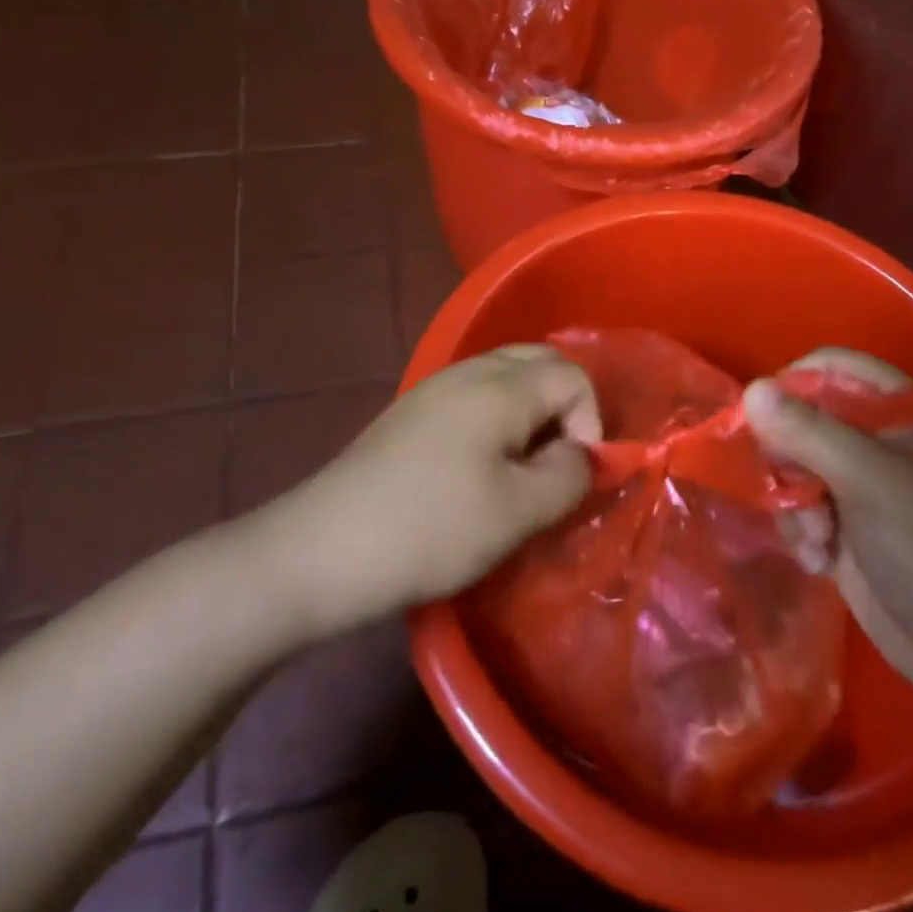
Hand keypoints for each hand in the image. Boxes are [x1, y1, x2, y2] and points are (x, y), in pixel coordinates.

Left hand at [259, 346, 600, 636]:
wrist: (321, 550)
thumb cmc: (431, 529)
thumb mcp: (517, 512)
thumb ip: (568, 475)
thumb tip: (584, 454)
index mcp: (499, 387)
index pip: (572, 375)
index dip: (591, 421)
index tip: (576, 474)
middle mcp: (468, 372)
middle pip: (538, 361)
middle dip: (564, 405)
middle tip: (559, 461)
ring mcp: (434, 389)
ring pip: (504, 376)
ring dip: (531, 411)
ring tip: (525, 467)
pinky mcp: (411, 413)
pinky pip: (474, 395)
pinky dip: (498, 418)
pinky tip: (482, 466)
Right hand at [742, 349, 912, 715]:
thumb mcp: (868, 480)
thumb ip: (807, 432)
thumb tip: (750, 390)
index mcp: (905, 411)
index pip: (836, 366)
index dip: (796, 382)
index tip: (763, 415)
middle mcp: (882, 438)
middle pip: (806, 415)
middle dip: (791, 456)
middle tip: (794, 487)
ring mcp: (862, 482)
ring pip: (795, 463)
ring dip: (795, 502)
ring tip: (817, 537)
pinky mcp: (846, 522)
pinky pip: (800, 504)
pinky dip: (802, 529)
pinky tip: (820, 559)